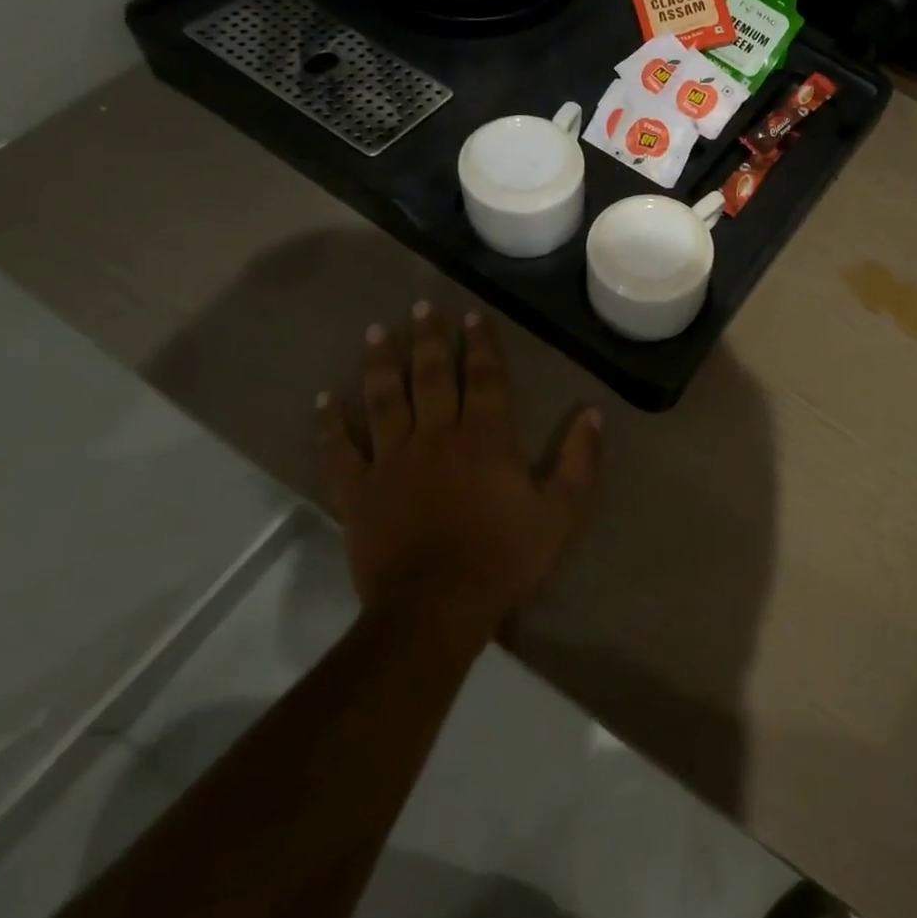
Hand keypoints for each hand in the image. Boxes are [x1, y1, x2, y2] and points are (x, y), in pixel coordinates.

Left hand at [316, 304, 602, 641]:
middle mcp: (436, 436)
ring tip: (375, 331)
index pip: (483, 378)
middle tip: (421, 306)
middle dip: (427, 338)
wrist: (434, 610)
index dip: (480, 344)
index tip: (472, 316)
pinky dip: (329, 424)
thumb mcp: (560, 513)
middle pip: (430, 376)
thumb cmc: (503, 558)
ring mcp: (391, 461)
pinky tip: (322, 399)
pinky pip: (339, 451)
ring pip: (383, 400)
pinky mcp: (358, 491)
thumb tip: (594, 413)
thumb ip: (579, 460)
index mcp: (485, 437)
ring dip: (379, 363)